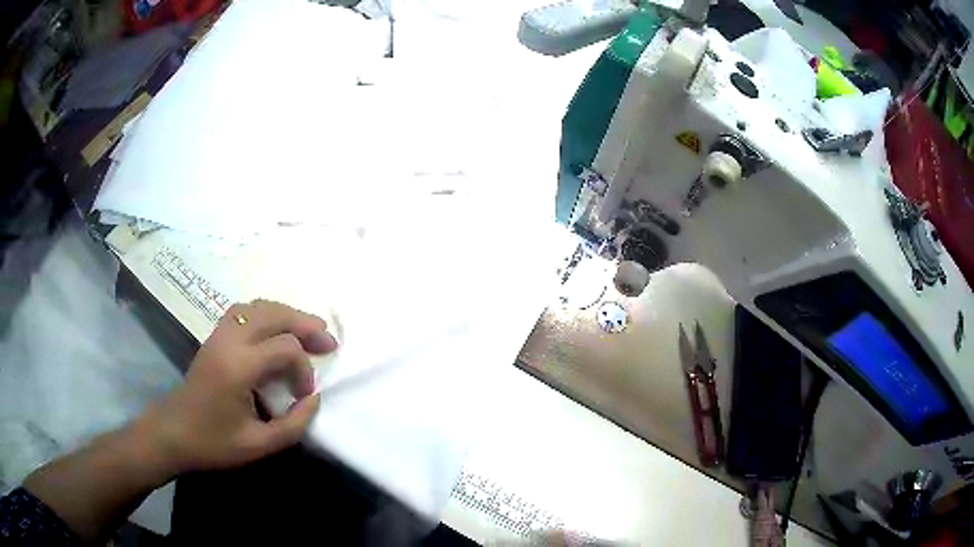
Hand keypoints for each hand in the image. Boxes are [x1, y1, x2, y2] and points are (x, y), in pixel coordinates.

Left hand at [137, 299, 337, 476]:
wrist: (173, 432)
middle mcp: (229, 341)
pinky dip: (266, 313)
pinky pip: (243, 310)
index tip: (304, 395)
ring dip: (286, 314)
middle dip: (305, 324)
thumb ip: (294, 425)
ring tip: (308, 329)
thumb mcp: (258, 445)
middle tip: (328, 340)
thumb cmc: (213, 443)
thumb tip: (314, 399)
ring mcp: (218, 335)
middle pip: (274, 314)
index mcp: (238, 368)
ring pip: (258, 306)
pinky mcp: (214, 337)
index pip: (285, 348)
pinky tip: (275, 329)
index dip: (304, 369)